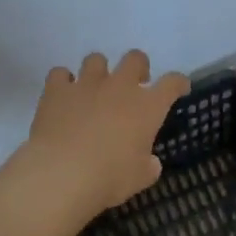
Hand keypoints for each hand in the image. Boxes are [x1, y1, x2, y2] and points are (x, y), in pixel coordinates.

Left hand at [17, 50, 189, 227]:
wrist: (62, 174)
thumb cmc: (110, 178)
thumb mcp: (140, 178)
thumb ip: (148, 165)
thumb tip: (150, 161)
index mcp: (147, 106)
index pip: (172, 83)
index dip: (178, 83)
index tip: (179, 88)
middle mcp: (119, 87)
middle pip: (135, 58)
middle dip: (138, 67)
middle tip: (134, 84)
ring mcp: (86, 84)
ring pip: (96, 59)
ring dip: (98, 71)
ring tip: (95, 88)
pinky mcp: (57, 90)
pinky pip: (60, 74)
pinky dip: (63, 82)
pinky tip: (63, 95)